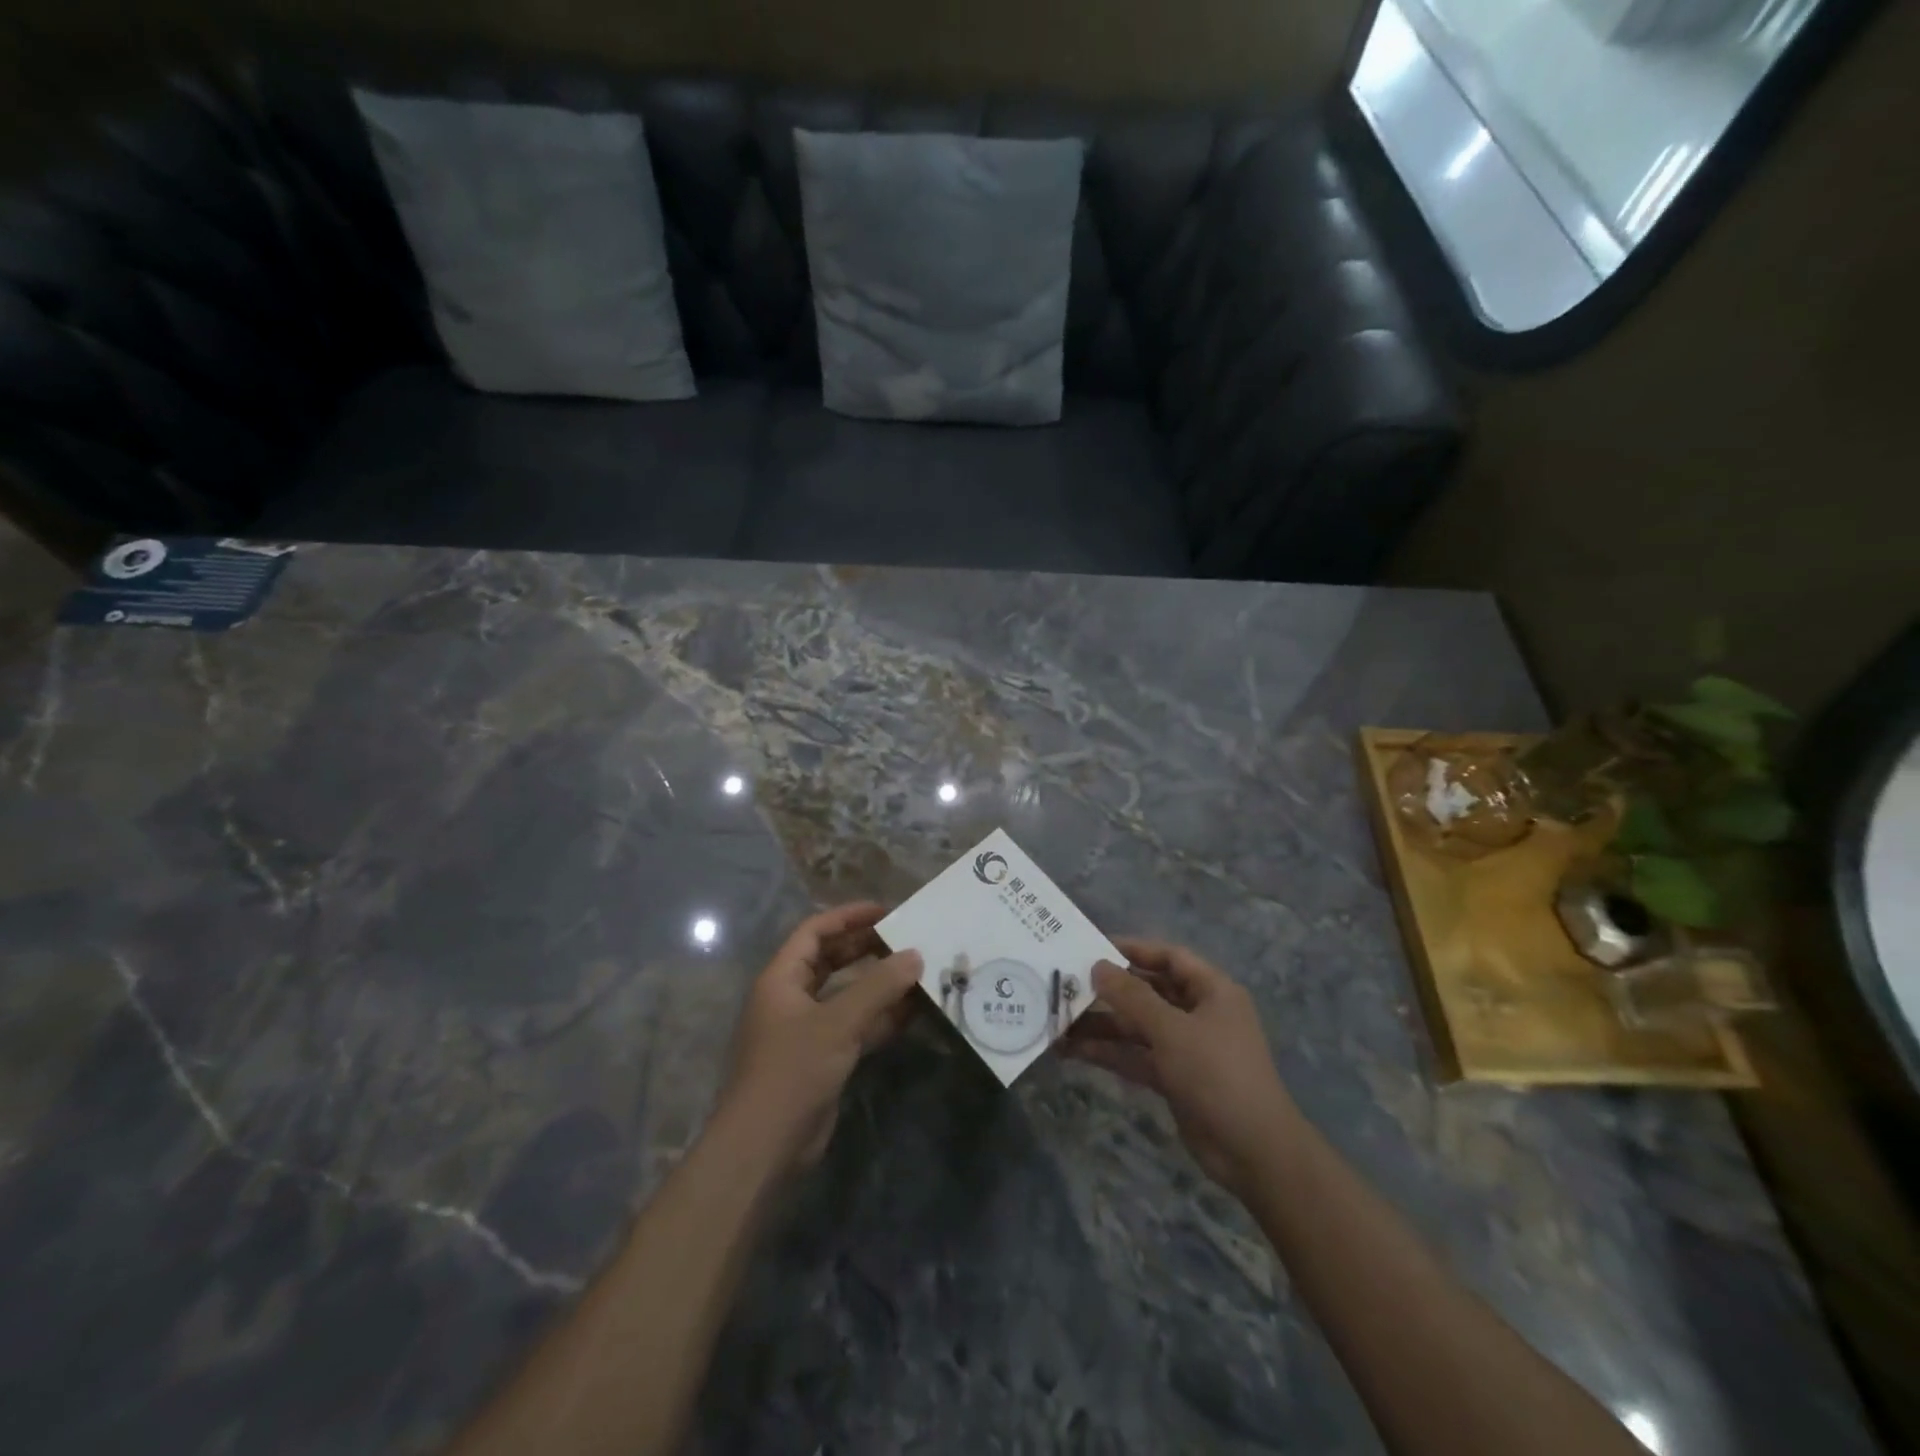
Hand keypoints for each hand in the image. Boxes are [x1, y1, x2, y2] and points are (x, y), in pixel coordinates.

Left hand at [713, 902, 923, 1179]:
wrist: (765, 1147)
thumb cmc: (792, 1070)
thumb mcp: (838, 1022)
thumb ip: (878, 987)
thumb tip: (915, 955)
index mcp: (782, 978)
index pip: (815, 932)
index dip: (848, 917)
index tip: (887, 911)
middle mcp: (792, 998)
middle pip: (832, 960)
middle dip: (868, 948)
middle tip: (908, 939)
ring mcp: (807, 1030)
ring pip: (847, 994)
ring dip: (879, 984)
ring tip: (919, 971)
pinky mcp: (823, 1058)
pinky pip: (855, 1025)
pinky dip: (881, 1017)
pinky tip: (913, 1012)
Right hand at [1064, 938, 1299, 1199]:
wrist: (1254, 1152)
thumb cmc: (1218, 1074)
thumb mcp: (1172, 1030)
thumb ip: (1132, 997)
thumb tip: (1097, 966)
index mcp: (1212, 991)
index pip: (1169, 957)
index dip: (1133, 950)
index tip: (1093, 948)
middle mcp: (1199, 1014)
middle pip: (1149, 992)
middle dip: (1109, 992)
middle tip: (1067, 986)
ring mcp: (1186, 1048)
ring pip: (1138, 1027)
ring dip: (1102, 1025)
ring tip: (1059, 1022)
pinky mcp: (1174, 1078)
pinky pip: (1137, 1056)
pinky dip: (1109, 1053)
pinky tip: (1073, 1051)